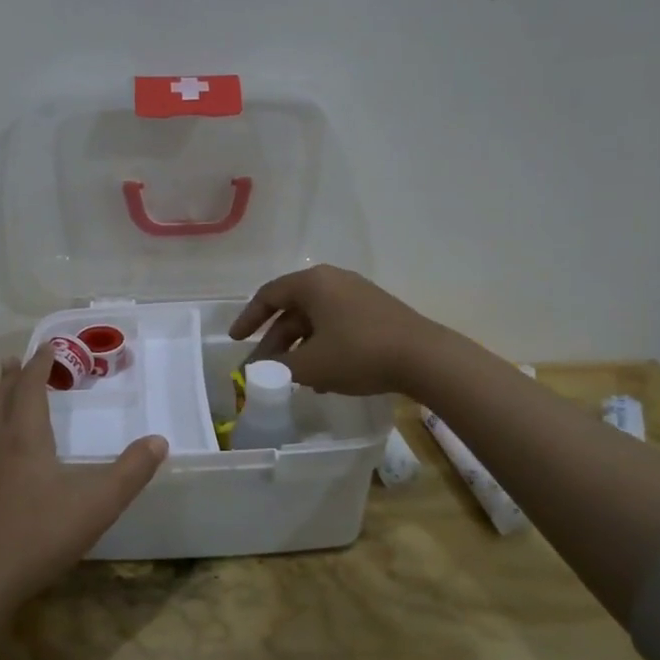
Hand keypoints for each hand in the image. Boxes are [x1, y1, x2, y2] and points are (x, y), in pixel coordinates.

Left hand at [0, 351, 166, 614]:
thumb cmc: (36, 535)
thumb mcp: (96, 504)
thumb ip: (130, 472)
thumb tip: (160, 441)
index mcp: (23, 437)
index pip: (29, 386)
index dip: (40, 364)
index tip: (48, 346)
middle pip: (0, 398)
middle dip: (12, 377)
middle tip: (18, 360)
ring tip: (4, 396)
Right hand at [228, 265, 442, 396]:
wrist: (424, 358)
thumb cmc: (358, 353)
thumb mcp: (310, 365)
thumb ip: (277, 368)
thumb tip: (256, 372)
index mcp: (313, 283)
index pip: (269, 295)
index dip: (248, 318)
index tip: (235, 340)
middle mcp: (333, 281)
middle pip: (292, 309)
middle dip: (274, 341)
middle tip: (261, 368)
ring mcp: (357, 295)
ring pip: (315, 321)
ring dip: (298, 348)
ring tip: (291, 378)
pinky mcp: (376, 312)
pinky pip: (336, 326)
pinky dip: (322, 347)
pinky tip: (323, 378)